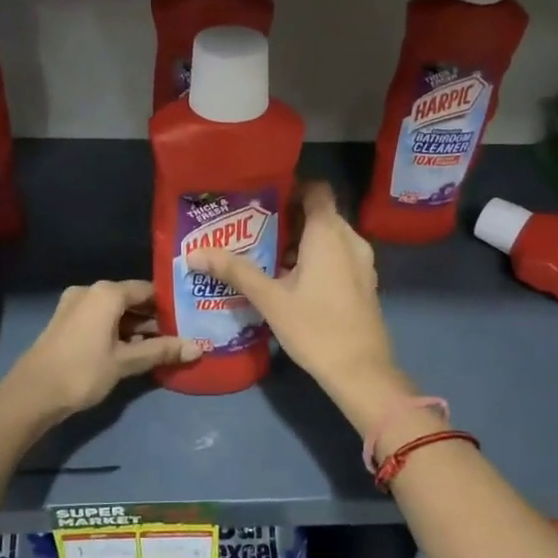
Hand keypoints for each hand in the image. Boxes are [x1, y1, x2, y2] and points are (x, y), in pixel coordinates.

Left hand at [4, 280, 198, 421]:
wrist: (32, 394)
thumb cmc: (83, 371)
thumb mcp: (126, 361)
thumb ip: (161, 350)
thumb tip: (198, 348)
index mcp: (107, 293)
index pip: (148, 290)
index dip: (169, 305)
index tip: (188, 319)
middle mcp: (90, 291)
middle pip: (131, 299)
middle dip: (153, 317)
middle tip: (178, 335)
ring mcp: (74, 305)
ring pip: (115, 310)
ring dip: (135, 326)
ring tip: (159, 346)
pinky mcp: (65, 321)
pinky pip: (100, 318)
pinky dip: (117, 329)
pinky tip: (131, 349)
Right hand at [193, 182, 406, 429]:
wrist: (361, 371)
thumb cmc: (315, 328)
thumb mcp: (270, 299)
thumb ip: (235, 271)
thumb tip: (194, 253)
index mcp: (329, 234)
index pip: (316, 189)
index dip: (292, 186)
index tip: (262, 197)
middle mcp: (350, 239)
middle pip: (319, 213)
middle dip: (288, 218)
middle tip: (253, 228)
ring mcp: (362, 262)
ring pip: (329, 237)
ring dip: (301, 241)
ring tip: (265, 254)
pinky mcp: (364, 282)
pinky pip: (338, 256)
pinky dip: (316, 258)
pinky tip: (290, 279)